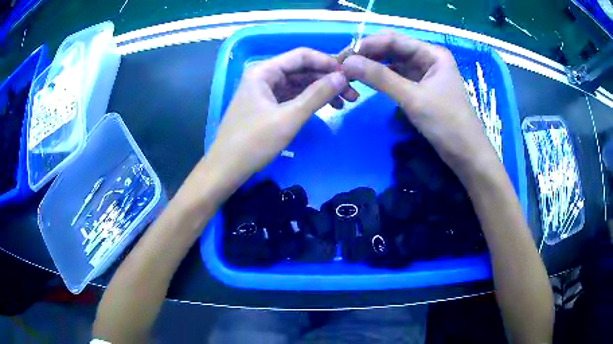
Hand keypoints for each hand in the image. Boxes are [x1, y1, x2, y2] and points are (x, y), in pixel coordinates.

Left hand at [204, 48, 350, 189]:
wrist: (227, 169)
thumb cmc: (254, 142)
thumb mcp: (289, 117)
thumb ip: (317, 95)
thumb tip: (342, 77)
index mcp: (264, 71)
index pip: (301, 56)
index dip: (327, 62)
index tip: (349, 75)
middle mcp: (264, 76)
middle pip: (301, 70)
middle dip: (327, 79)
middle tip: (352, 94)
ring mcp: (265, 91)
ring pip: (299, 84)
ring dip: (321, 91)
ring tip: (345, 103)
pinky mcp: (267, 106)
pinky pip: (292, 97)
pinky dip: (309, 101)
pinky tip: (327, 108)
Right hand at [339, 33, 498, 176]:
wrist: (466, 154)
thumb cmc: (447, 123)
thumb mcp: (413, 98)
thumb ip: (380, 78)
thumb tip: (347, 62)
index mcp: (432, 54)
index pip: (394, 40)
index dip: (367, 45)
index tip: (343, 56)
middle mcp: (428, 59)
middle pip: (392, 49)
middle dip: (368, 55)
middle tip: (342, 65)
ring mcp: (424, 74)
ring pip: (393, 63)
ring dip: (373, 66)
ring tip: (350, 72)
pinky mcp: (420, 88)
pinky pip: (397, 77)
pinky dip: (382, 78)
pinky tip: (367, 81)